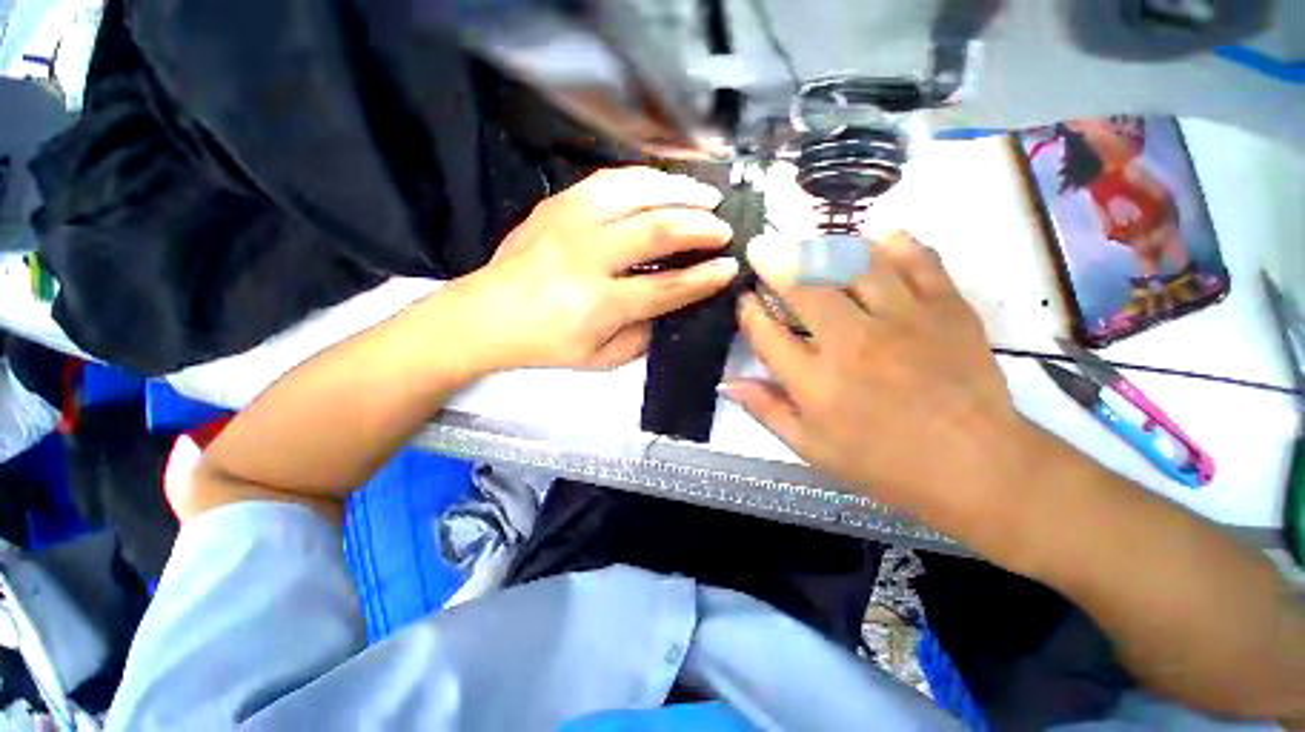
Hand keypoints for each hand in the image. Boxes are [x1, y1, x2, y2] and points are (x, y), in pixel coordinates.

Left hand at [452, 167, 738, 370]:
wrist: (486, 315)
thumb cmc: (546, 344)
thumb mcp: (600, 359)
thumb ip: (641, 335)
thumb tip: (669, 305)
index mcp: (598, 303)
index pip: (666, 287)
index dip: (704, 278)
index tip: (729, 268)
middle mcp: (587, 256)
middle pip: (657, 230)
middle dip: (700, 227)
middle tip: (724, 229)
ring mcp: (569, 222)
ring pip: (636, 192)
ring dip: (679, 191)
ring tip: (706, 195)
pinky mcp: (557, 203)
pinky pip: (610, 179)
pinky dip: (646, 178)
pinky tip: (665, 184)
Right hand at [727, 232, 1035, 530]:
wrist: (976, 467)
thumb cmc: (883, 464)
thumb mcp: (811, 448)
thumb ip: (766, 410)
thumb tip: (727, 383)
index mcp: (815, 382)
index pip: (766, 333)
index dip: (748, 310)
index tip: (744, 298)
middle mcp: (851, 343)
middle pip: (803, 288)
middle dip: (774, 262)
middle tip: (762, 247)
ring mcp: (902, 320)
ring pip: (854, 263)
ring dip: (824, 246)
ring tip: (809, 243)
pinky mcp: (947, 308)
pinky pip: (917, 259)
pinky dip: (895, 243)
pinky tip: (878, 238)